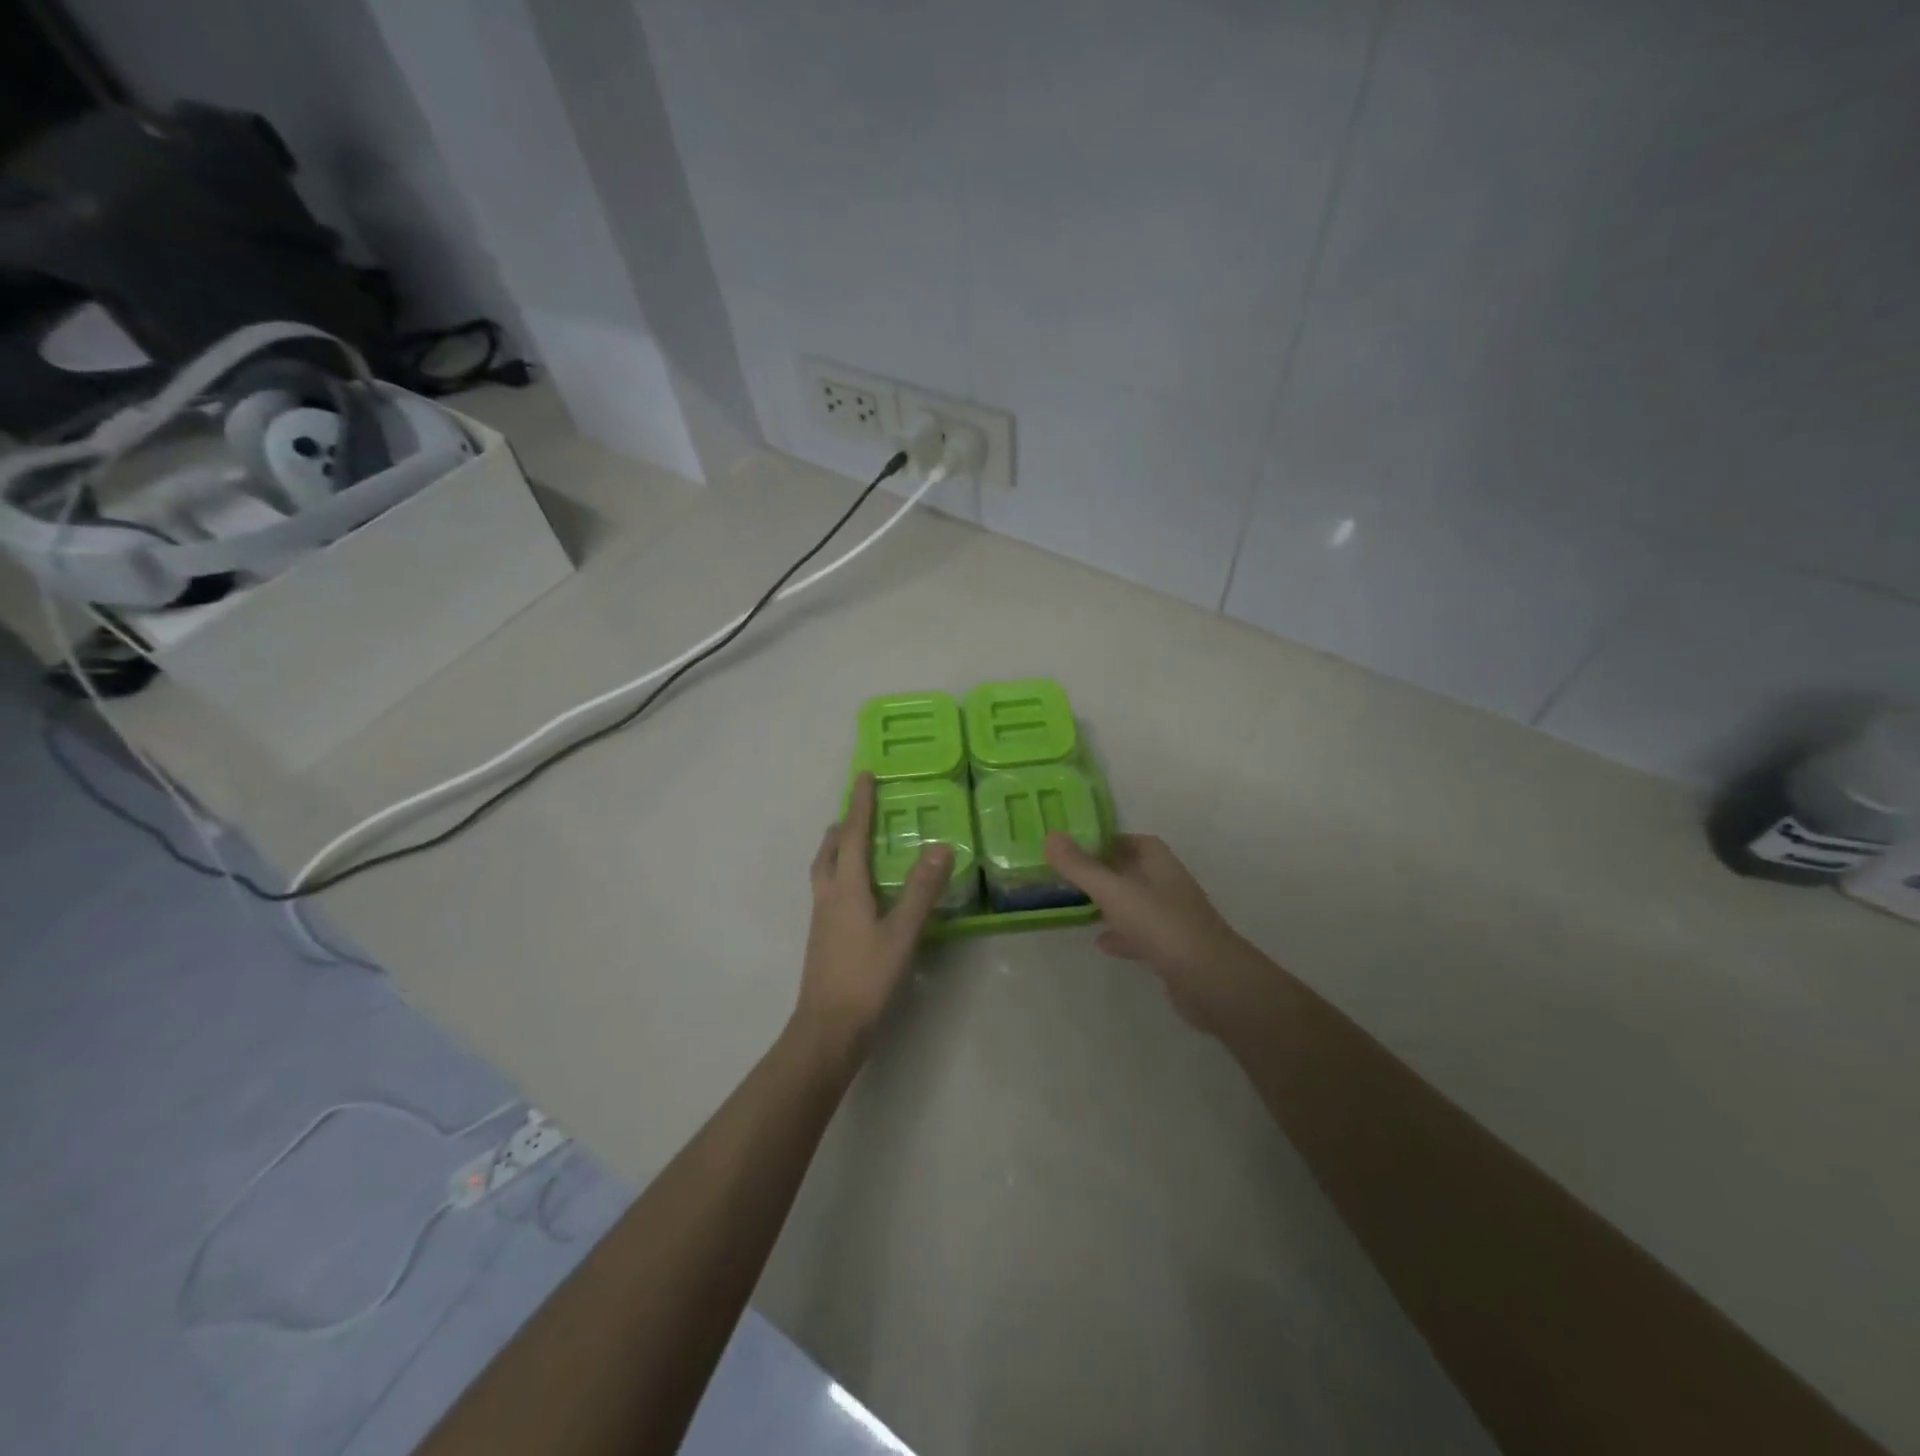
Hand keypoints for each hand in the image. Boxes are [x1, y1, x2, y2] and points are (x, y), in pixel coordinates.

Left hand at [794, 773, 950, 1058]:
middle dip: (842, 825)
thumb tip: (940, 846)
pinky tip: (858, 891)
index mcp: (846, 888)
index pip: (852, 834)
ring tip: (854, 842)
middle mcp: (828, 896)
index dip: (859, 804)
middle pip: (829, 850)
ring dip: (837, 848)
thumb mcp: (901, 933)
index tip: (864, 775)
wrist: (827, 1028)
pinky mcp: (823, 937)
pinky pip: (829, 889)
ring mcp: (821, 918)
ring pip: (825, 870)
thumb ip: (921, 890)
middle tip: (858, 809)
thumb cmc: (866, 977)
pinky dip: (840, 873)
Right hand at [1044, 832, 1262, 1036]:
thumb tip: (1051, 836)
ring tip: (1077, 907)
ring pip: (1134, 903)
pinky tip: (1101, 943)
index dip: (1104, 840)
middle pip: (1131, 870)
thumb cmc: (1161, 925)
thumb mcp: (1113, 891)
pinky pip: (1140, 934)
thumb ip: (1080, 866)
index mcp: (1158, 862)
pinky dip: (1120, 935)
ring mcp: (1172, 918)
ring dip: (1110, 904)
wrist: (1209, 980)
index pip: (1130, 840)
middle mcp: (1167, 884)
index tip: (1073, 846)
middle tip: (1067, 876)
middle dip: (1102, 872)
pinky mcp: (1172, 949)